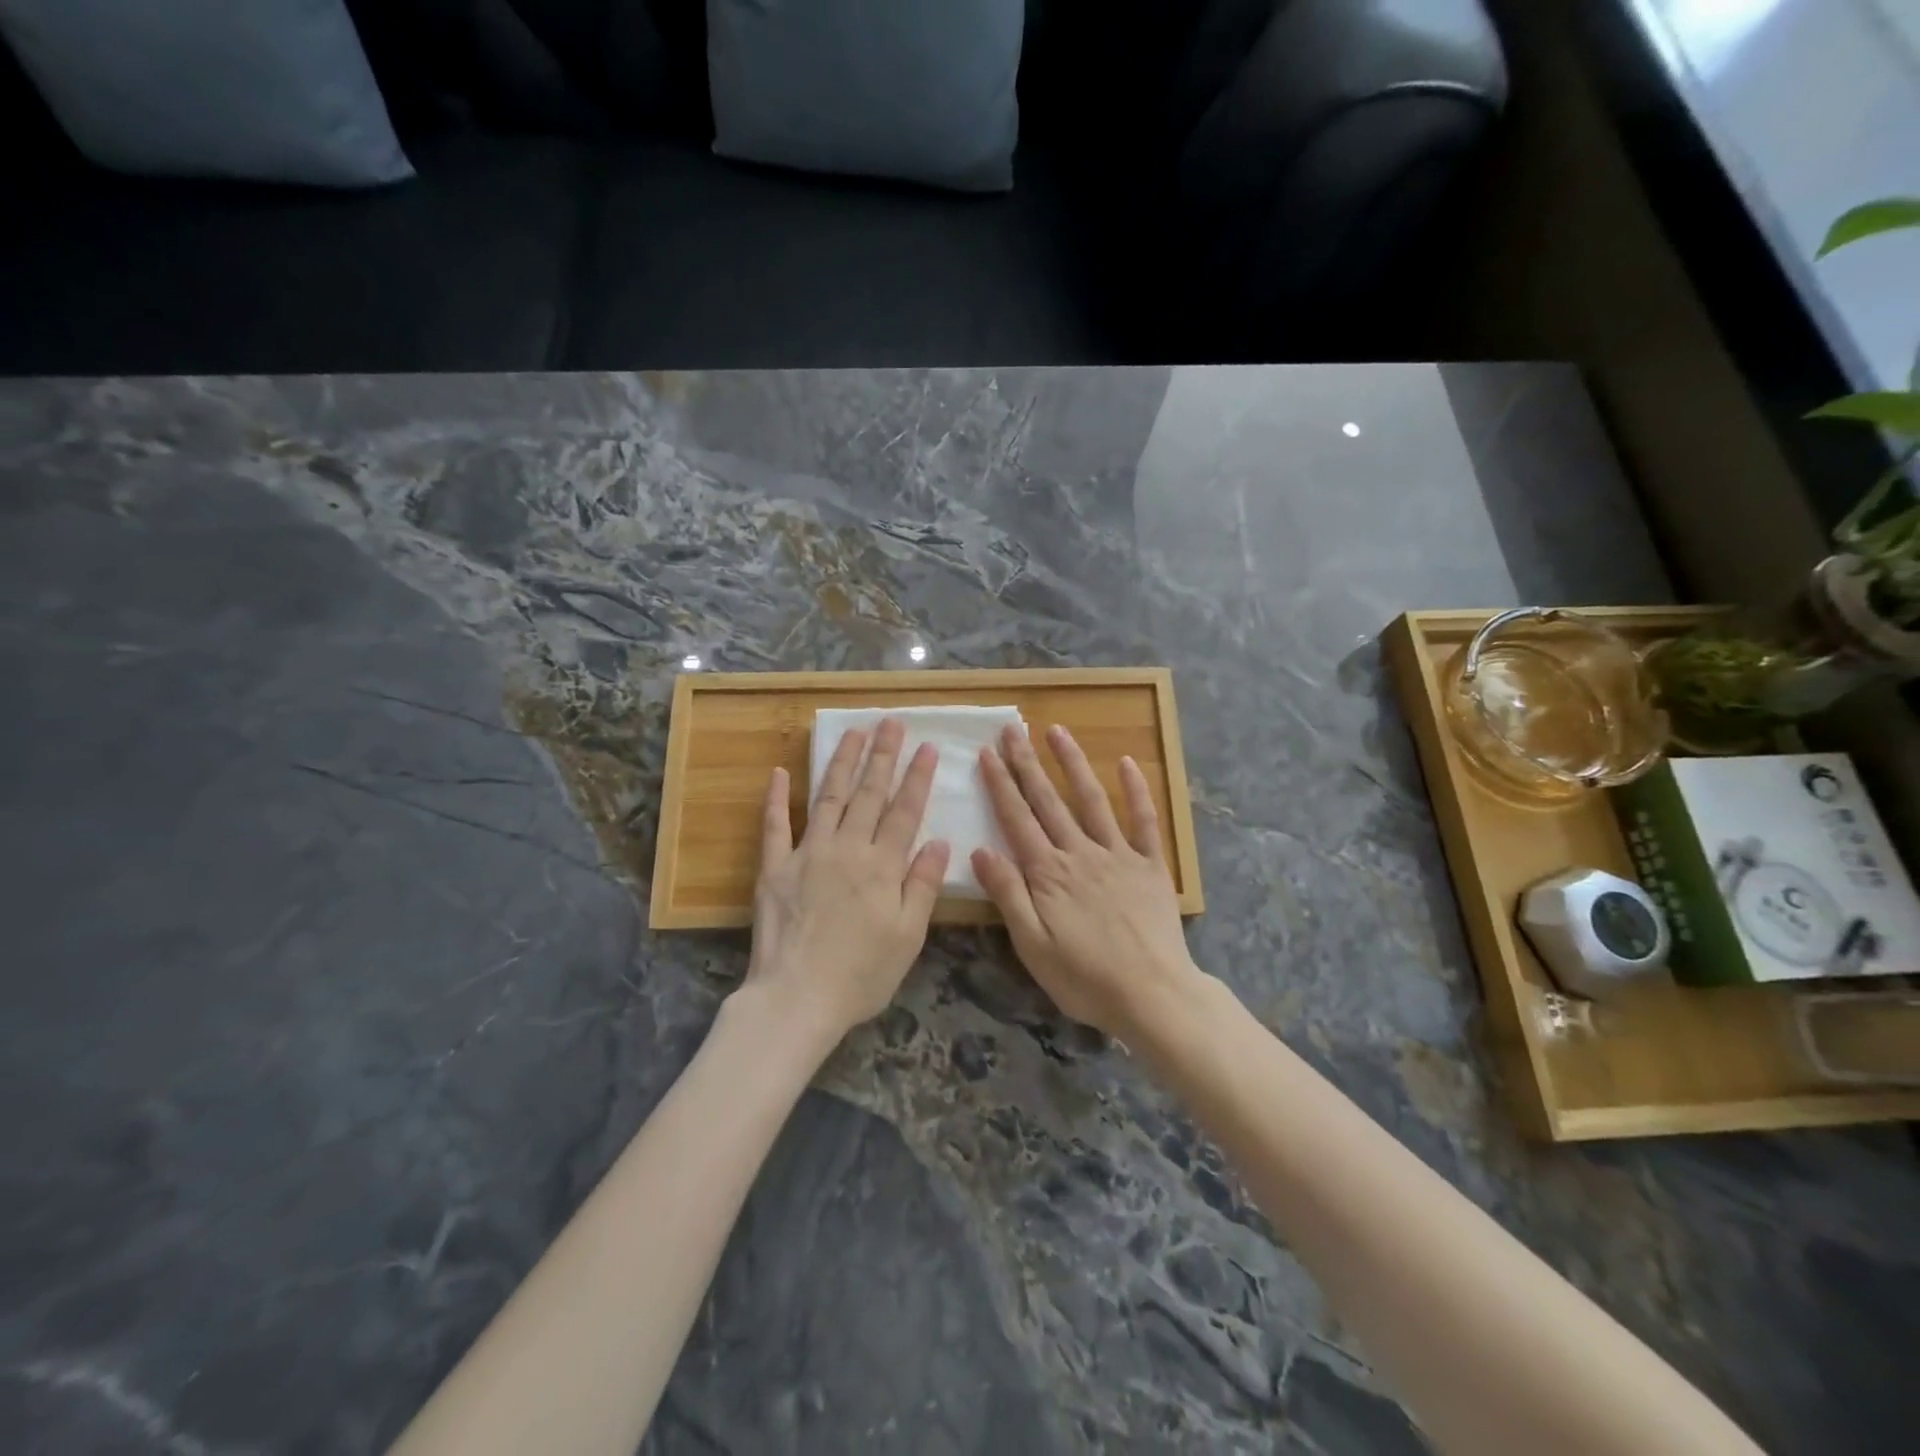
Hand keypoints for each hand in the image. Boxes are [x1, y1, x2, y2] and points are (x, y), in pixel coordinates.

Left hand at [747, 718, 950, 1045]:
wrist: (797, 998)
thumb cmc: (861, 975)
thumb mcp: (908, 937)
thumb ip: (923, 885)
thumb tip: (940, 841)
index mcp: (883, 866)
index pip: (905, 811)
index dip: (917, 777)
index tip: (927, 746)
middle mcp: (847, 849)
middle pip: (869, 794)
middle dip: (883, 756)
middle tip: (890, 723)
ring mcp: (807, 853)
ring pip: (829, 797)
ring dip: (842, 763)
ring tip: (853, 732)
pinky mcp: (774, 867)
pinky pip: (775, 825)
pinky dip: (776, 798)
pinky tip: (778, 772)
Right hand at [972, 723, 1201, 1039]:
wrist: (1153, 995)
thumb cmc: (1085, 978)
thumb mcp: (1032, 946)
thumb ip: (1008, 895)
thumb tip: (980, 850)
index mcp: (1048, 873)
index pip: (1017, 819)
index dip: (1000, 785)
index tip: (988, 752)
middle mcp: (1080, 853)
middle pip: (1048, 801)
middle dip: (1027, 763)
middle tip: (1012, 730)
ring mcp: (1118, 855)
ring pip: (1091, 800)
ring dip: (1073, 763)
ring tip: (1057, 731)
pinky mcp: (1150, 865)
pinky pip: (1144, 820)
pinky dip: (1137, 790)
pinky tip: (1127, 762)